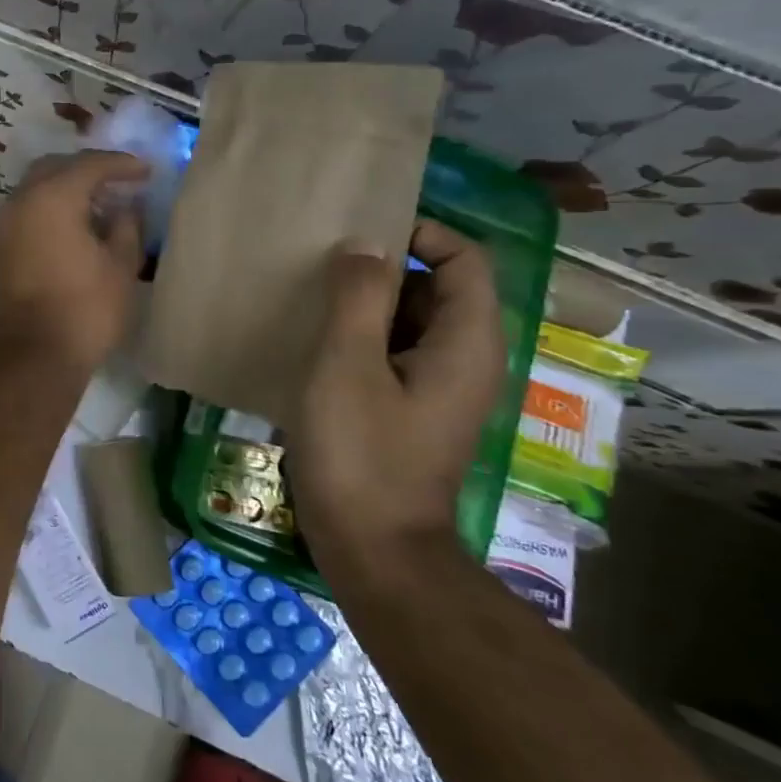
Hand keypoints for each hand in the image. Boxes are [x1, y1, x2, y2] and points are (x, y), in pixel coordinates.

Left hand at [0, 151, 149, 373]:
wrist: (32, 358)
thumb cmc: (85, 310)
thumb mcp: (121, 266)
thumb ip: (127, 226)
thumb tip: (125, 208)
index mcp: (52, 197)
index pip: (90, 164)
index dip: (122, 164)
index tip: (147, 171)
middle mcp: (20, 201)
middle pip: (55, 168)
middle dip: (88, 169)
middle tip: (119, 181)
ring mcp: (3, 226)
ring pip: (36, 189)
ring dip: (66, 189)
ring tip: (100, 205)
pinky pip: (27, 212)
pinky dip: (50, 209)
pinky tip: (75, 227)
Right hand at [287, 221, 505, 561]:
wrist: (374, 549)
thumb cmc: (361, 453)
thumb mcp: (348, 365)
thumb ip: (359, 297)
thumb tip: (366, 245)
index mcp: (466, 342)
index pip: (466, 259)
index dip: (422, 233)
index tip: (361, 232)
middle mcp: (466, 360)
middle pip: (438, 287)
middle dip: (387, 268)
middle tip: (325, 264)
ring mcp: (440, 389)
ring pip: (412, 322)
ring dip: (369, 305)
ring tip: (314, 298)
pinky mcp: (414, 411)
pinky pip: (396, 354)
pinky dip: (364, 339)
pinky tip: (317, 345)